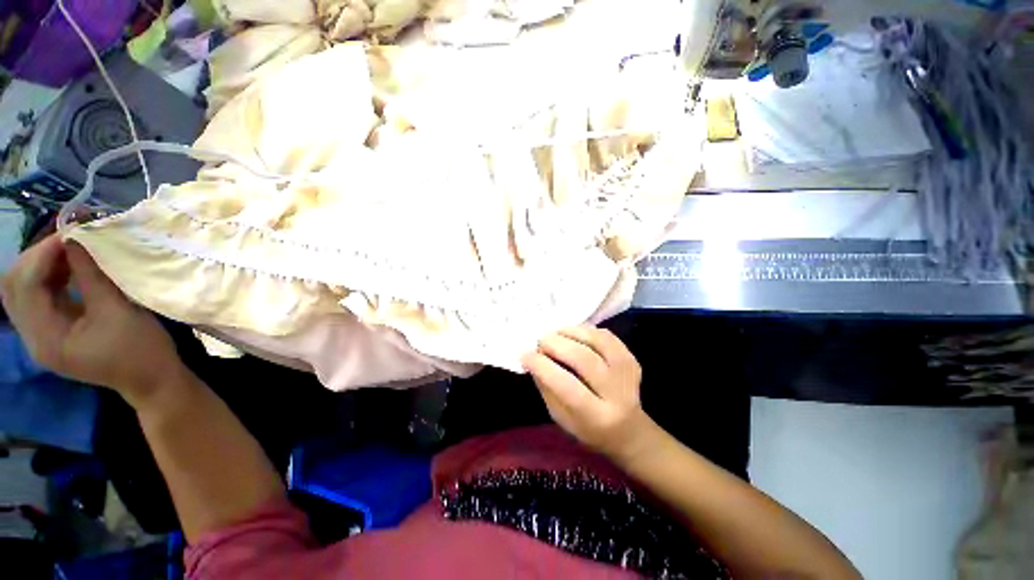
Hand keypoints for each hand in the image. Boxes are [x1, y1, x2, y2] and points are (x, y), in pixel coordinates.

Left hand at [1, 235, 187, 408]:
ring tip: (69, 250)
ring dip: (41, 265)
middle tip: (67, 238)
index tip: (72, 232)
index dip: (43, 254)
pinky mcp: (52, 331)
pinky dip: (48, 276)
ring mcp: (41, 335)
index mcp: (46, 338)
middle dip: (36, 256)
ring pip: (22, 290)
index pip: (25, 286)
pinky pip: (37, 297)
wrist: (151, 380)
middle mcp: (33, 337)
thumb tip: (76, 238)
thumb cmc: (140, 349)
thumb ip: (91, 275)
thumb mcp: (118, 310)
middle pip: (14, 287)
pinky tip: (69, 268)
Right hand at [522, 326, 655, 459]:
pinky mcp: (632, 359)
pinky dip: (586, 330)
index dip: (542, 366)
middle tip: (540, 341)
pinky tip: (573, 334)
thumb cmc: (587, 428)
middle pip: (583, 359)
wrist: (628, 430)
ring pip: (597, 341)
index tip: (525, 354)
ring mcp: (628, 373)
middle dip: (556, 344)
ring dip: (571, 332)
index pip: (566, 385)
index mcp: (595, 416)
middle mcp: (616, 393)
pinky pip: (606, 335)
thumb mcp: (560, 417)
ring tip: (555, 334)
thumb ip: (547, 387)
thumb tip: (533, 358)